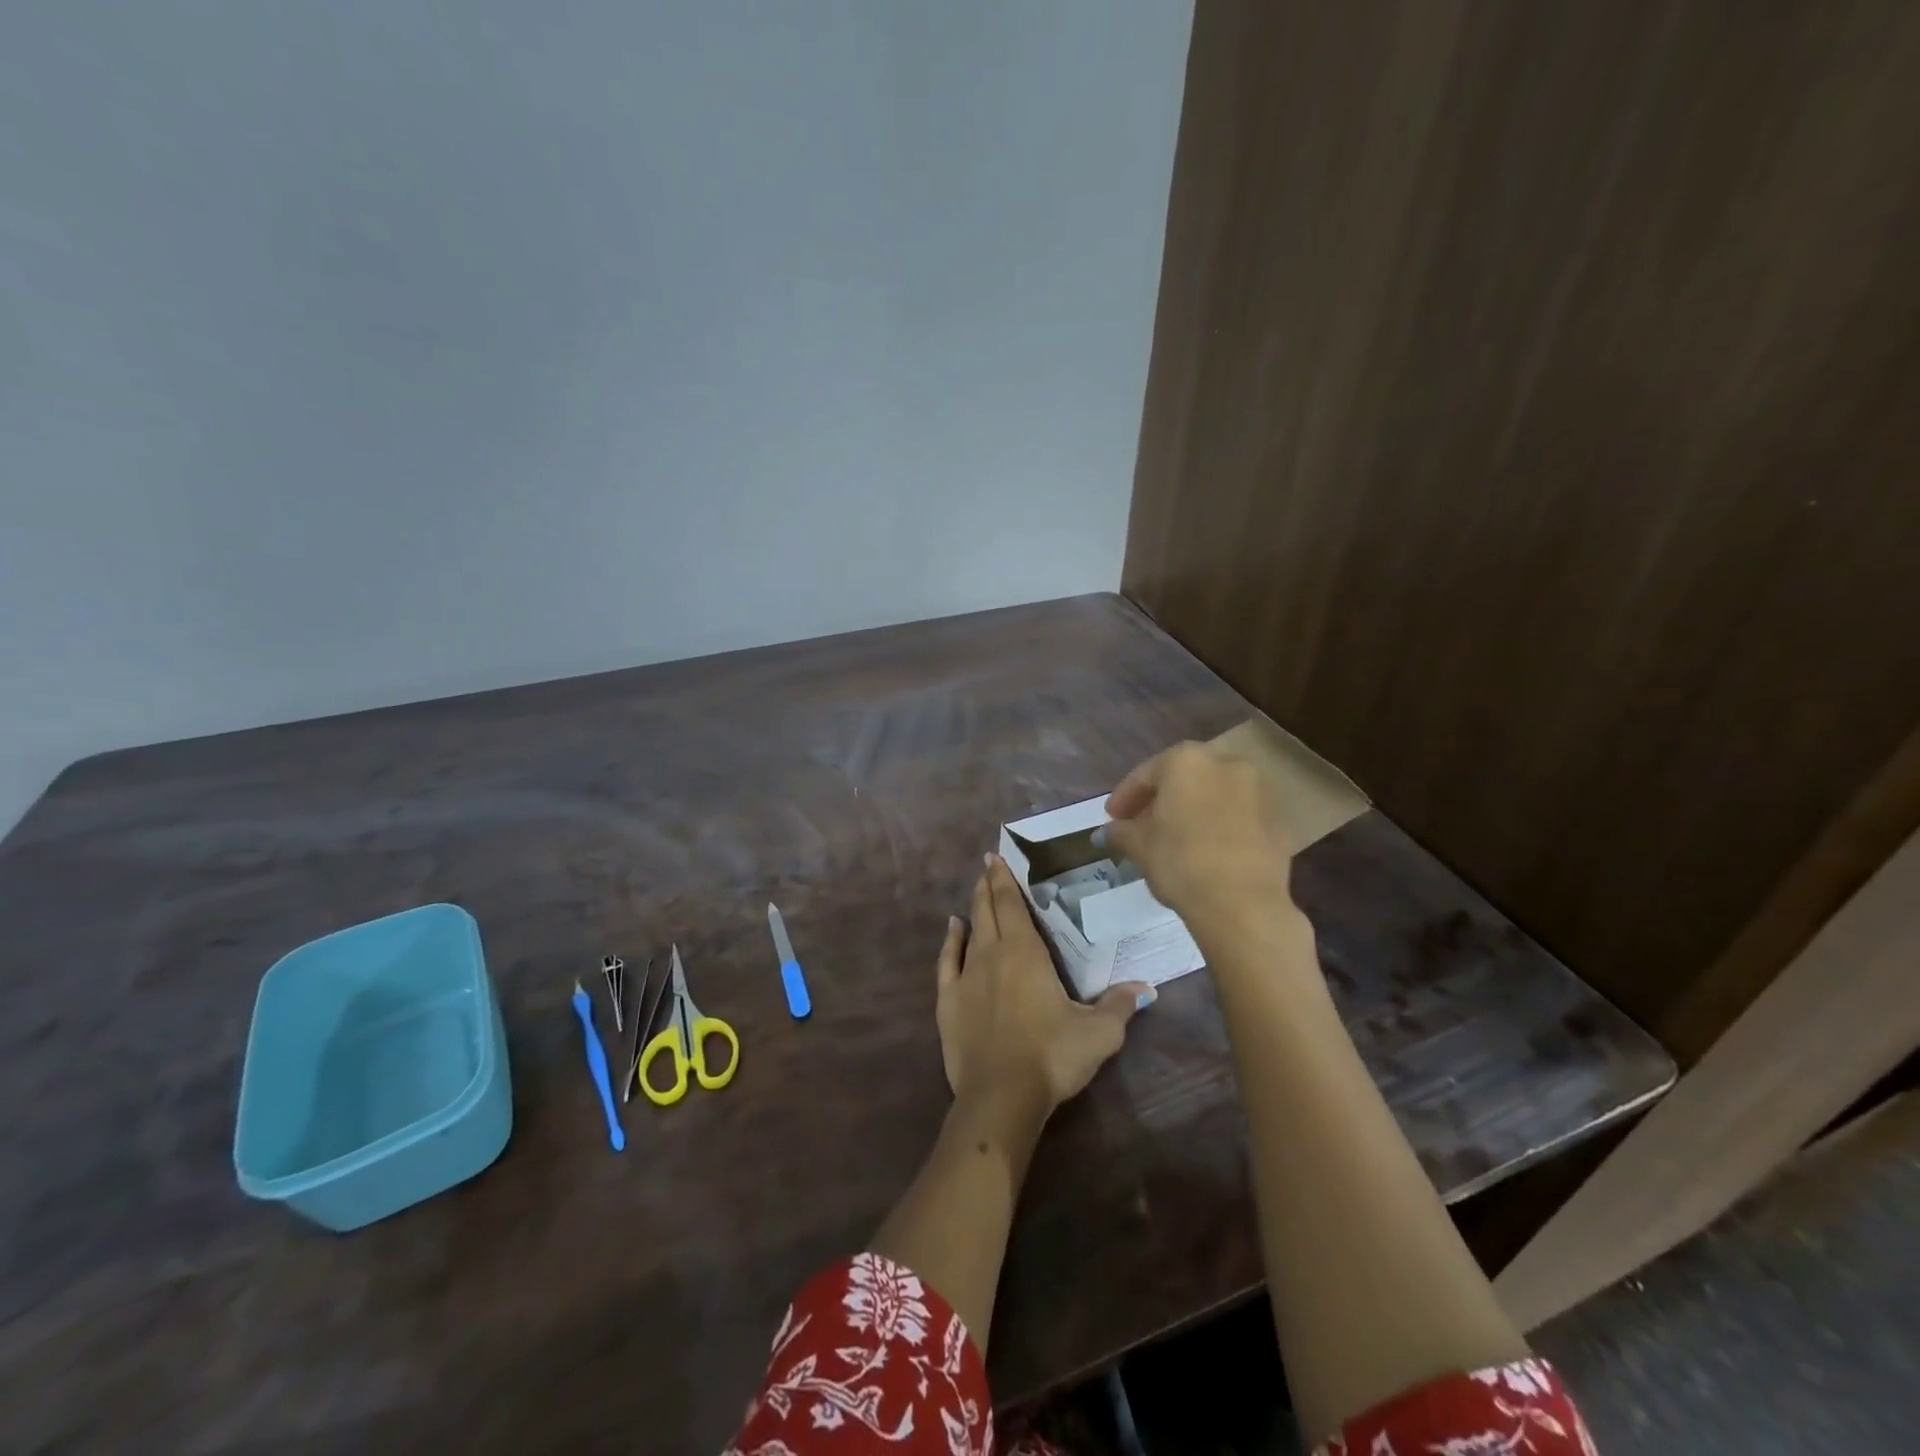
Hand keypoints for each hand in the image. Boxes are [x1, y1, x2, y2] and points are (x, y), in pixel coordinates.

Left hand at [936, 855, 1150, 1113]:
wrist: (1001, 1095)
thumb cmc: (1052, 1056)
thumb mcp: (1098, 1033)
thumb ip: (1120, 1005)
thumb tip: (1145, 987)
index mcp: (1026, 953)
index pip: (1012, 905)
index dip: (1004, 880)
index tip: (996, 858)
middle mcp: (992, 954)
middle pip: (988, 910)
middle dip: (988, 884)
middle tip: (987, 864)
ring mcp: (967, 977)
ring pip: (969, 930)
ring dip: (973, 907)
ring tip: (976, 889)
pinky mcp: (948, 1001)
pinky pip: (947, 961)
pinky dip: (950, 941)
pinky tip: (953, 928)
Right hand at [1103, 740, 1296, 926]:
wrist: (1244, 904)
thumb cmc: (1181, 863)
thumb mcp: (1139, 846)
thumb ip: (1121, 832)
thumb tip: (1110, 831)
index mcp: (1186, 761)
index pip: (1145, 774)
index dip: (1124, 797)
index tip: (1112, 819)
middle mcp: (1225, 763)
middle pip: (1183, 778)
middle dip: (1160, 800)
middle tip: (1141, 825)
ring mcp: (1258, 788)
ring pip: (1213, 793)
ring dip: (1192, 809)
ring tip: (1175, 837)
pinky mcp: (1278, 817)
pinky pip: (1238, 813)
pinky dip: (1220, 823)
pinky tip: (1207, 848)